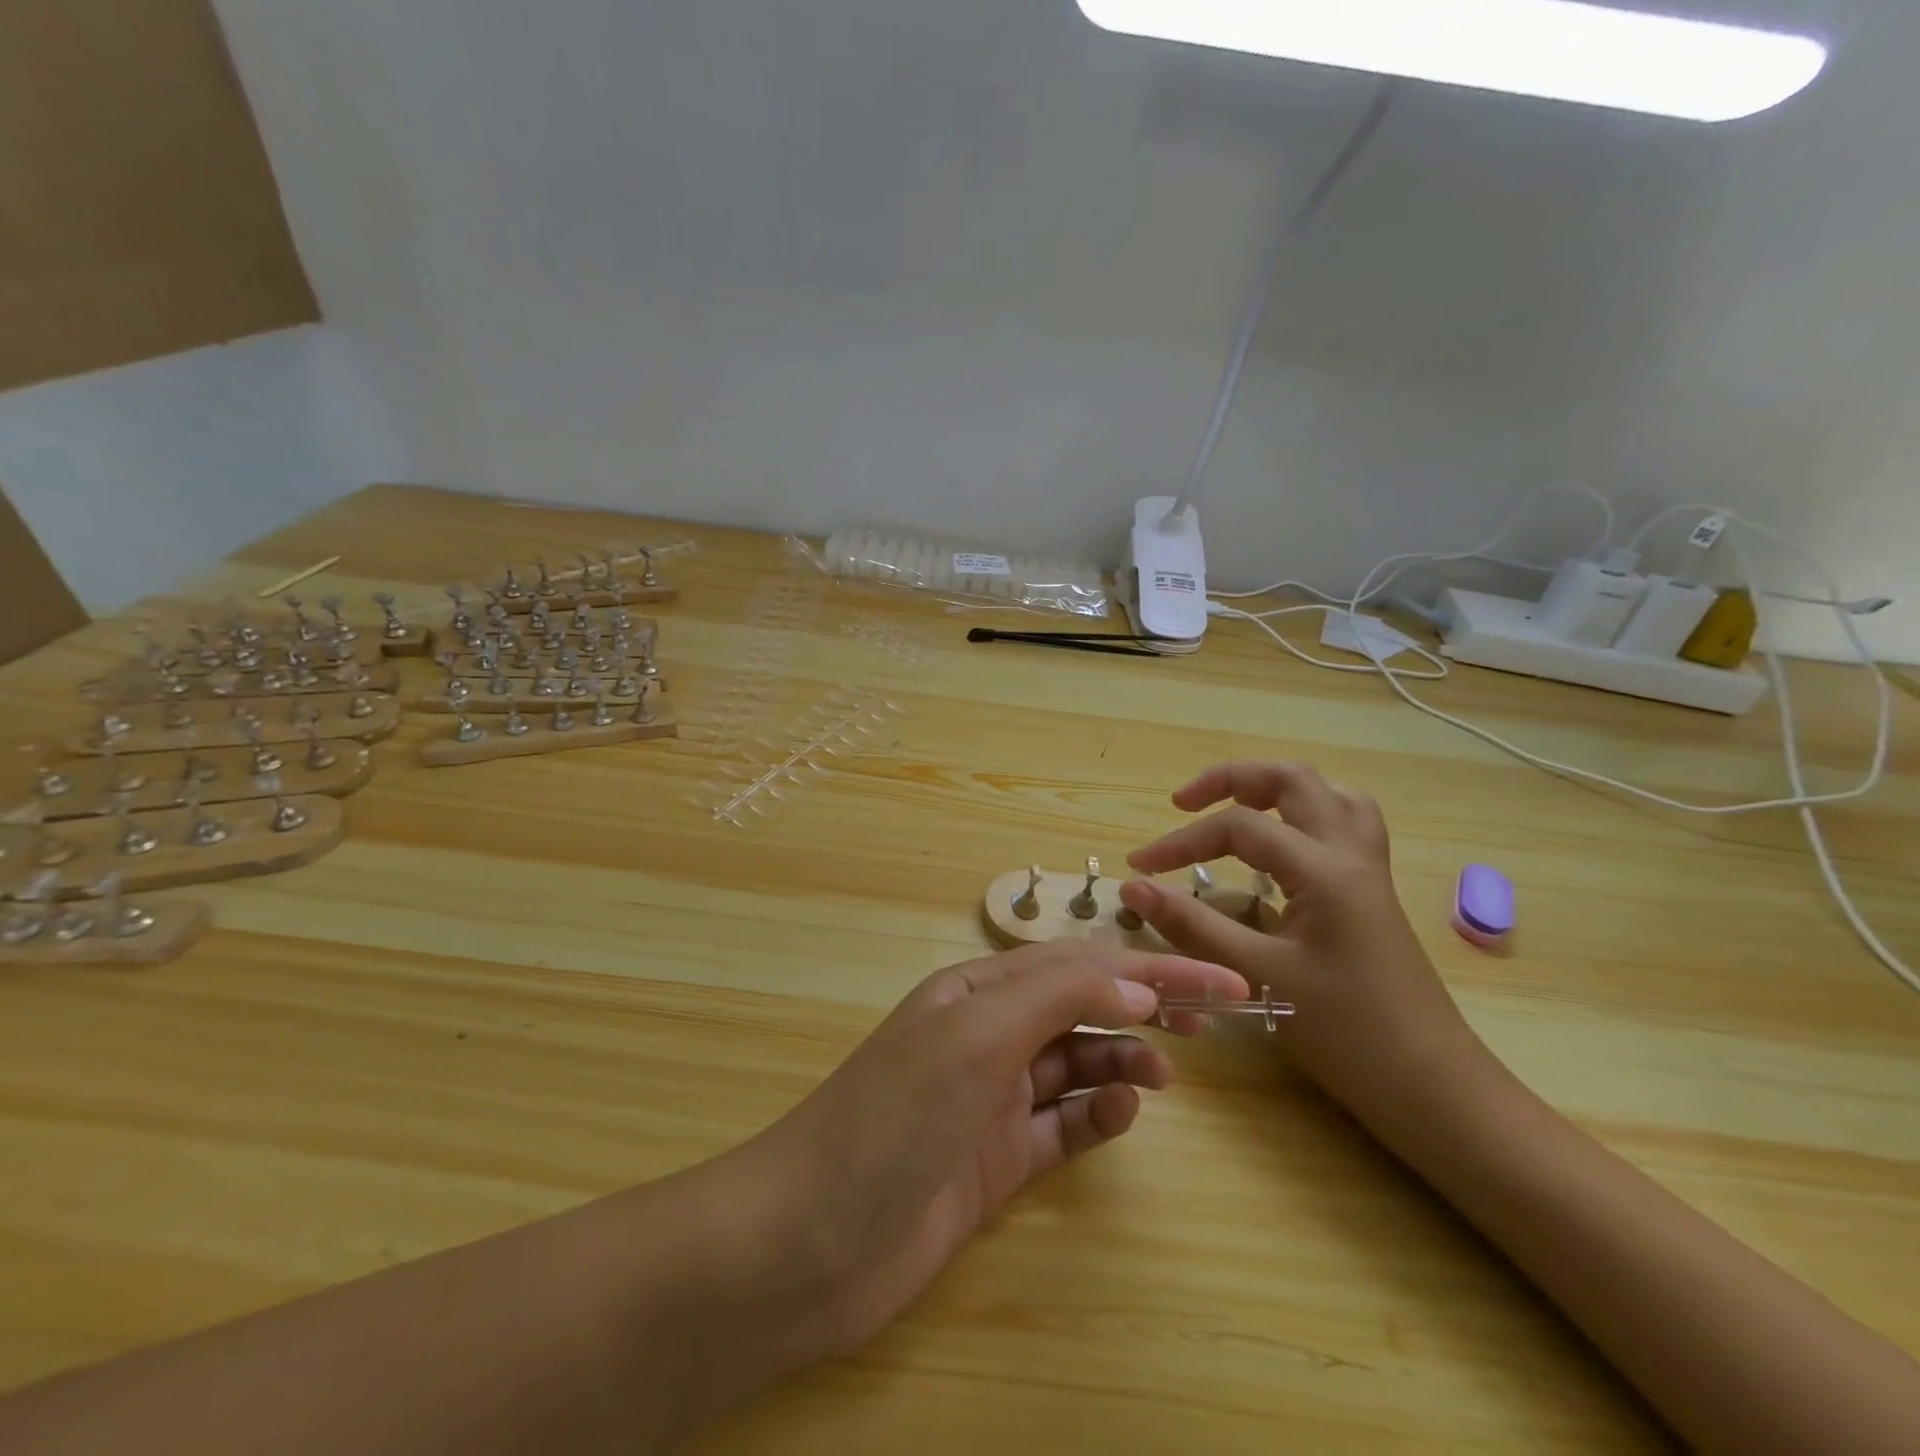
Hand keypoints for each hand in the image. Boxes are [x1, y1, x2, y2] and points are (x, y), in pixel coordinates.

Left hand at [744, 939, 1246, 1358]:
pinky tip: (1119, 1116)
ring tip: (1164, 1075)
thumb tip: (1137, 981)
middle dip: (1144, 1005)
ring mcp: (993, 1099)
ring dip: (1123, 1060)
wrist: (812, 1240)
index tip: (1217, 981)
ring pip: (1077, 1064)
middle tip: (1211, 1020)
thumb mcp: (975, 1036)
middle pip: (1082, 1007)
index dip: (1148, 967)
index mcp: (976, 991)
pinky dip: (1096, 1116)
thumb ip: (1057, 998)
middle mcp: (987, 1035)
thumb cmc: (895, 1115)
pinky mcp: (998, 1160)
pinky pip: (1063, 1125)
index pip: (1078, 964)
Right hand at [1119, 761, 1489, 1122]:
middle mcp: (1350, 854)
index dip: (1180, 841)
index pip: (1238, 827)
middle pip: (1292, 779)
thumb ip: (1193, 925)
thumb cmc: (1347, 1033)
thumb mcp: (1260, 975)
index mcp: (1323, 870)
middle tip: (1184, 803)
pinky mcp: (1373, 892)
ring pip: (1328, 795)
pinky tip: (1283, 847)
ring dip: (1276, 790)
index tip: (1139, 867)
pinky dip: (1306, 817)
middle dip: (1231, 779)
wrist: (1433, 1086)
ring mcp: (1369, 870)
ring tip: (1235, 808)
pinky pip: (1344, 826)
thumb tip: (1133, 887)